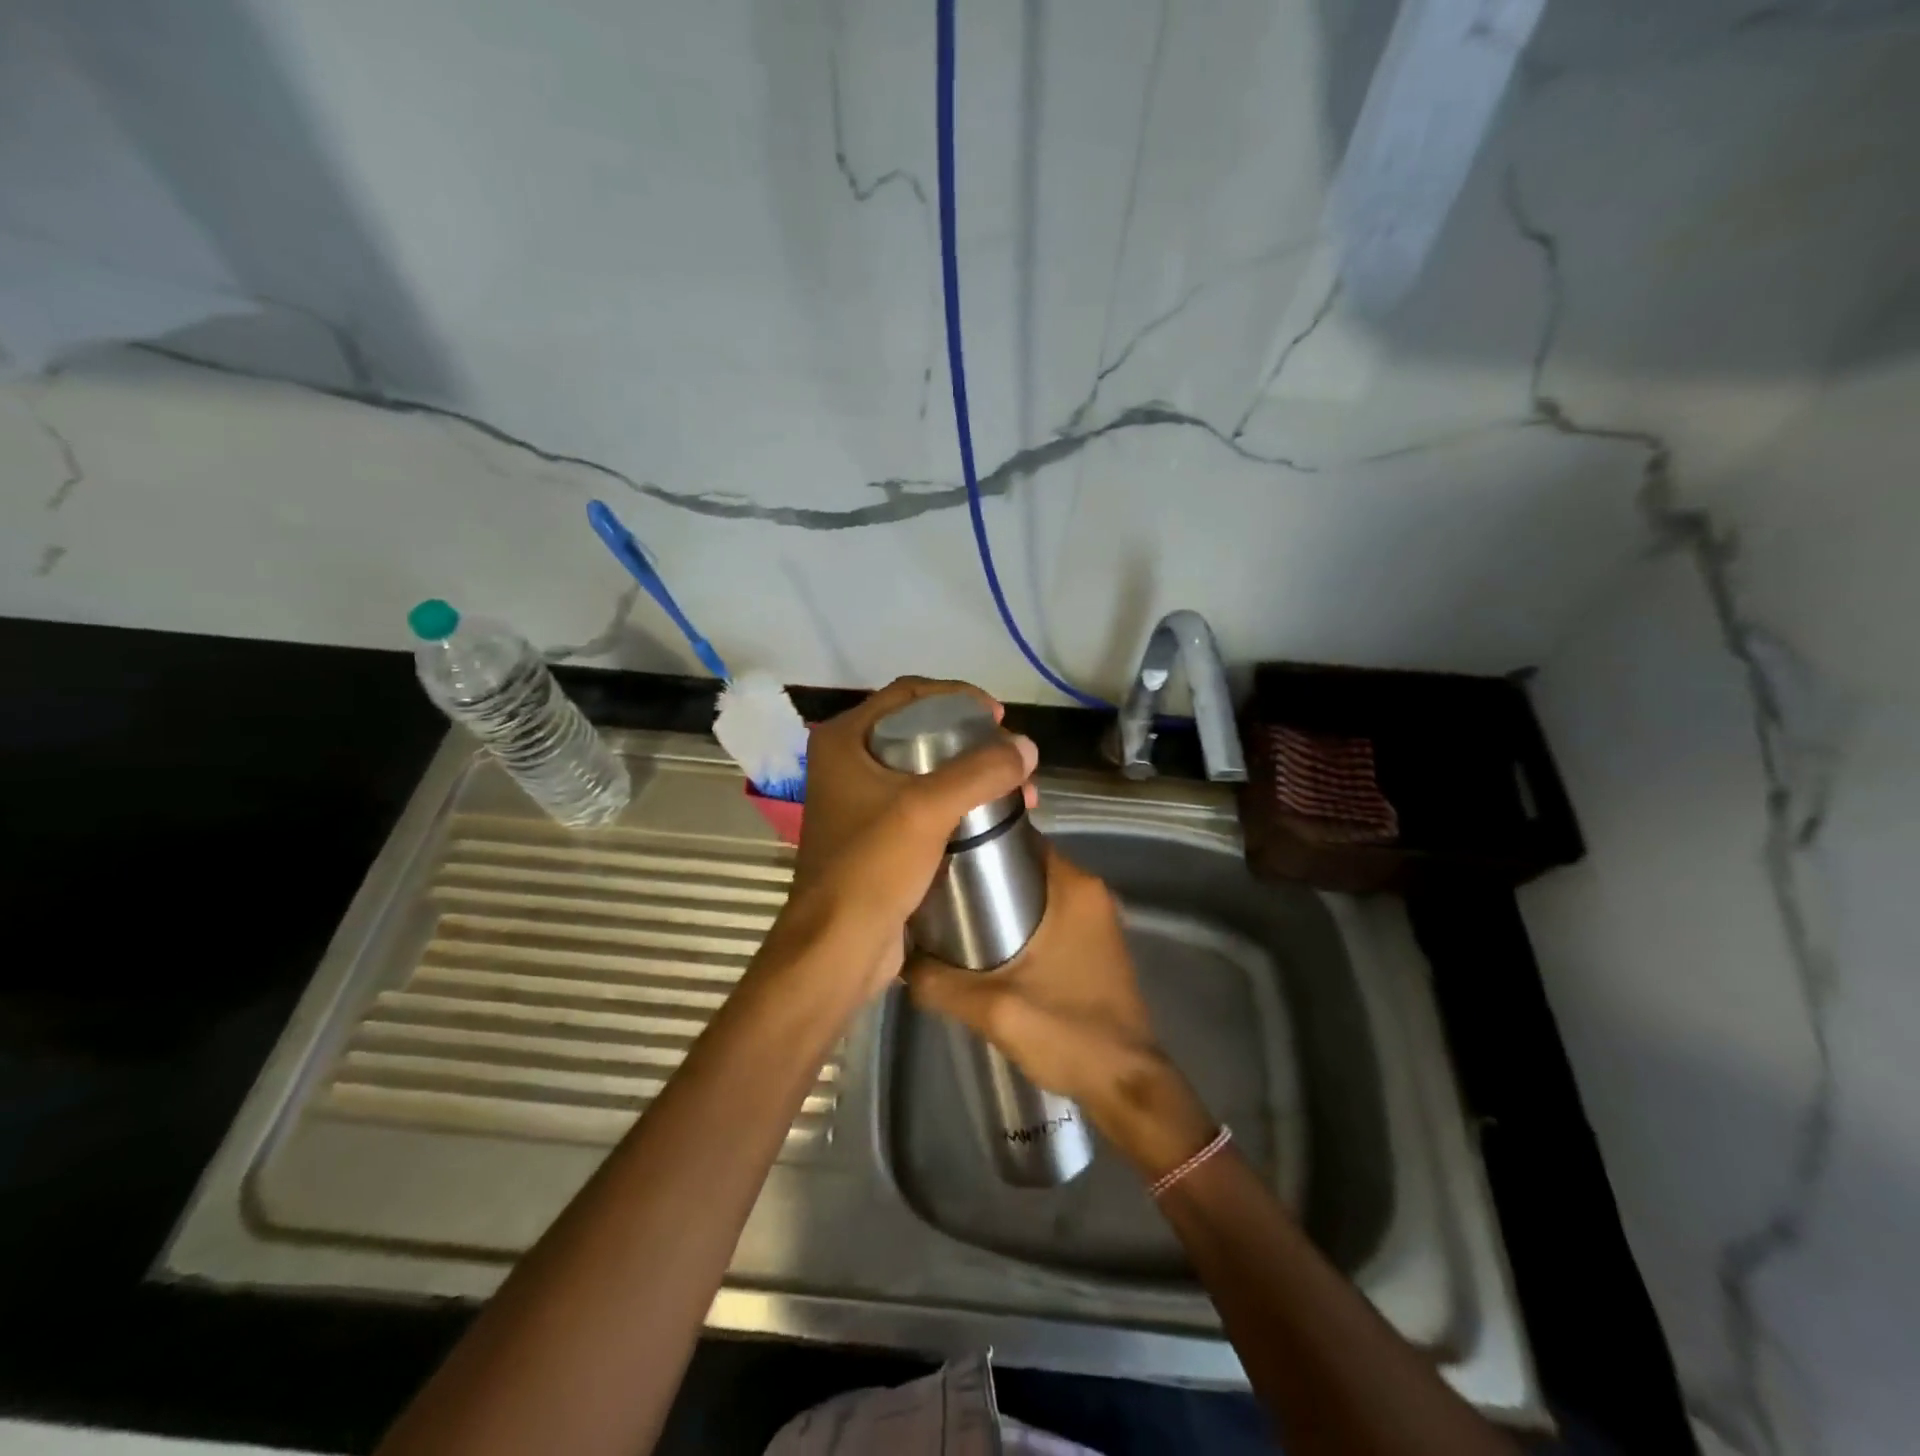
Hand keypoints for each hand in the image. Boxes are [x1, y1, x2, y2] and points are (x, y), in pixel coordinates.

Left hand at [765, 677, 1037, 1002]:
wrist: (838, 948)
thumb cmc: (872, 867)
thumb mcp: (927, 809)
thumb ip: (980, 772)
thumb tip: (1028, 747)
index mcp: (844, 741)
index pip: (908, 694)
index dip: (957, 696)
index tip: (998, 716)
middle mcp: (847, 764)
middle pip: (919, 731)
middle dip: (973, 742)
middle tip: (1011, 756)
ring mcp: (860, 803)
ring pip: (926, 771)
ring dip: (972, 776)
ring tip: (1017, 792)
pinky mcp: (877, 838)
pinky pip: (924, 806)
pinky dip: (959, 805)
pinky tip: (993, 818)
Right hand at [903, 848, 1215, 1178]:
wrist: (1126, 1085)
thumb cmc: (1066, 1032)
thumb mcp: (992, 1008)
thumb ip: (939, 983)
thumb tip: (899, 962)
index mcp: (1073, 887)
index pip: (1018, 839)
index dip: (978, 843)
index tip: (940, 857)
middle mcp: (1090, 892)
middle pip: (1025, 865)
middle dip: (983, 875)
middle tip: (937, 892)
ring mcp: (1098, 919)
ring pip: (1037, 891)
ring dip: (1001, 900)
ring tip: (954, 918)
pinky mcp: (1097, 944)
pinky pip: (1052, 914)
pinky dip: (1023, 920)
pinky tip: (989, 945)